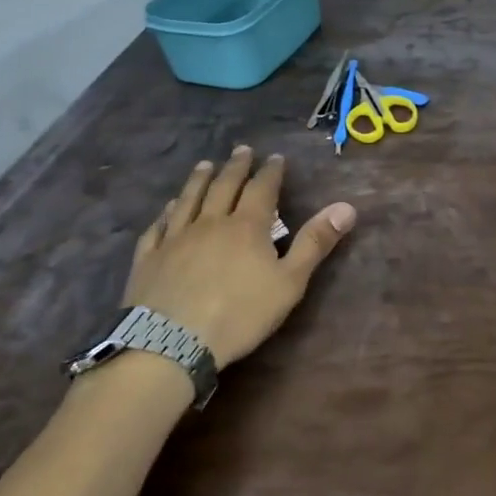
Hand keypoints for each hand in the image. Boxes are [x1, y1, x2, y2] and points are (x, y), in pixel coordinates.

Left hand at [121, 146, 356, 368]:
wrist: (171, 345)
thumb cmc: (239, 314)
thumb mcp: (289, 282)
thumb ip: (315, 243)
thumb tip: (346, 207)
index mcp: (247, 226)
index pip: (262, 189)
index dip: (270, 172)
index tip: (275, 157)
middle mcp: (211, 223)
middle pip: (224, 186)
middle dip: (236, 167)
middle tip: (241, 150)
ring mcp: (176, 239)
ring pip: (189, 199)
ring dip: (199, 180)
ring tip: (205, 165)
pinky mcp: (148, 259)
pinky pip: (158, 227)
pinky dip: (166, 213)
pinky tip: (168, 208)